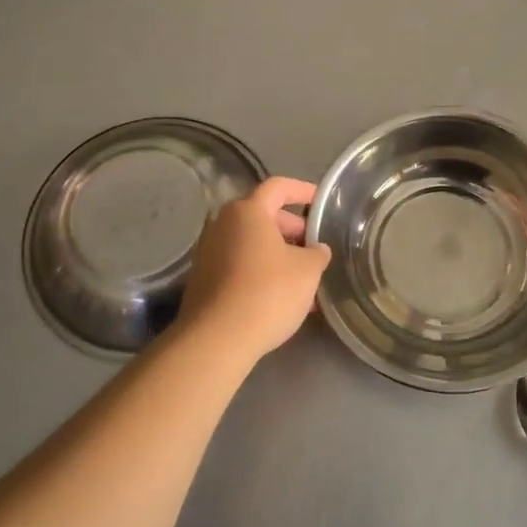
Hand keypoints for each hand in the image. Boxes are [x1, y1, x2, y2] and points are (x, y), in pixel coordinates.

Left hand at [168, 176, 330, 368]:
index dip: (303, 190)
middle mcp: (223, 224)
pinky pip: (240, 265)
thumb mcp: (307, 270)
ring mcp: (209, 252)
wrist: (217, 340)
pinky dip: (262, 272)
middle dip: (294, 230)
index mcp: (248, 211)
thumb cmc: (268, 293)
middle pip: (264, 216)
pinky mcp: (204, 279)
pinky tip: (282, 297)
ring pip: (253, 244)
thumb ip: (317, 253)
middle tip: (316, 249)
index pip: (279, 187)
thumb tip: (317, 250)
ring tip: (305, 279)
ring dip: (280, 255)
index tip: (322, 202)